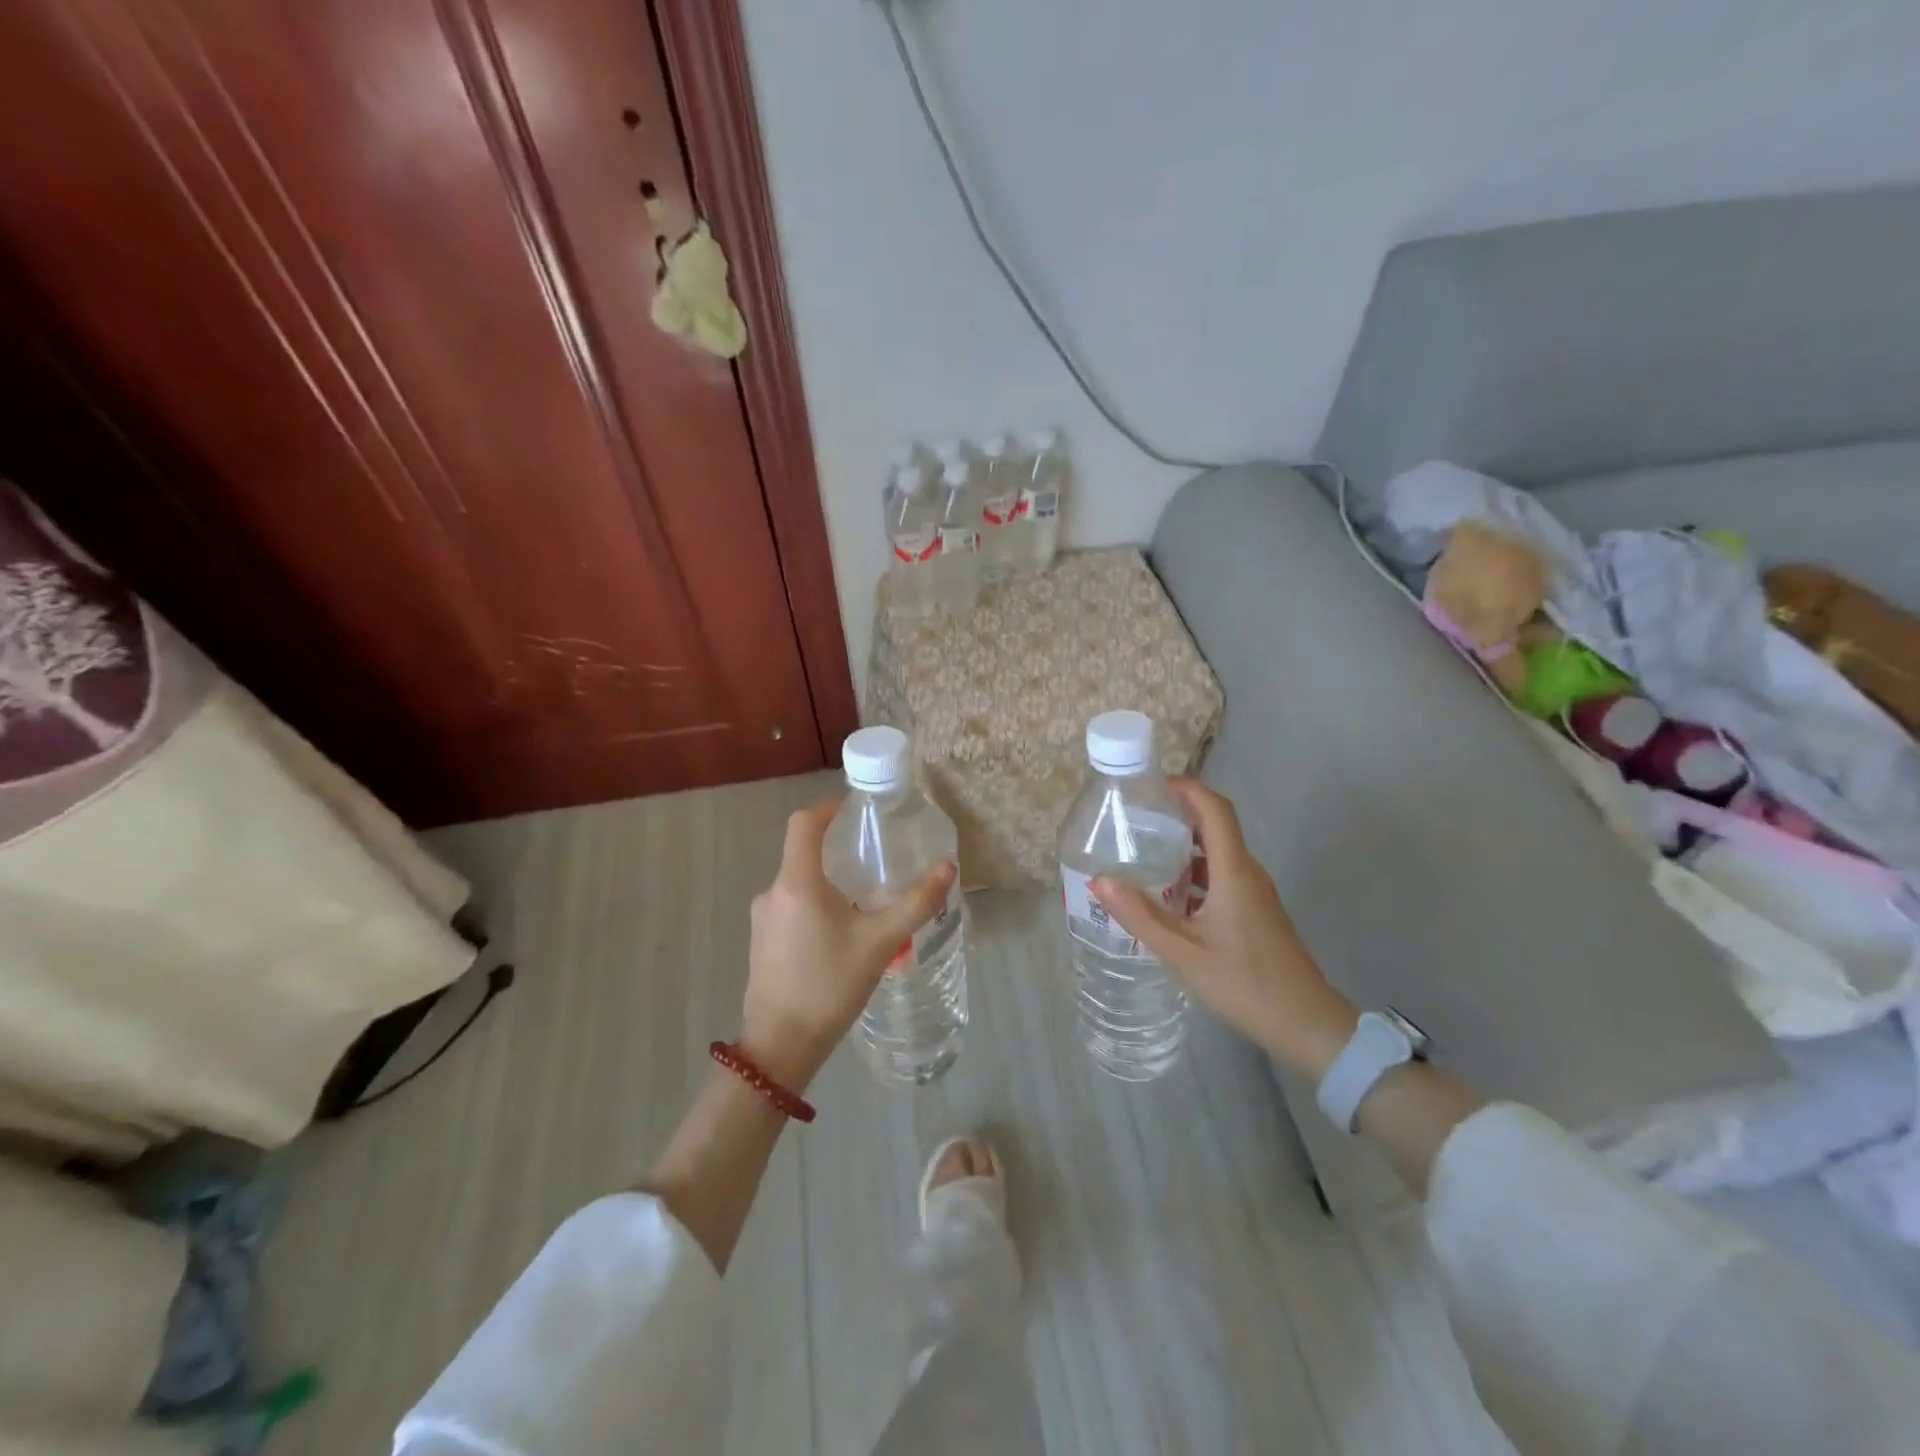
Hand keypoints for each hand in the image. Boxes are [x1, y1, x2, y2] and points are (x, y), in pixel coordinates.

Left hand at [740, 800, 956, 1090]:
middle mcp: (773, 891)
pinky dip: (816, 907)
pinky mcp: (762, 942)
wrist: (781, 1046)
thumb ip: (916, 903)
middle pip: (802, 853)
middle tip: (875, 861)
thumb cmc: (830, 985)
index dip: (828, 808)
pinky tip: (841, 935)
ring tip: (864, 903)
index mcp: (797, 882)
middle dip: (838, 852)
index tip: (855, 809)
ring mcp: (763, 918)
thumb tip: (948, 867)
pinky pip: (791, 908)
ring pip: (799, 884)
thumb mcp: (881, 942)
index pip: (803, 823)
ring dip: (829, 884)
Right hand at [1091, 779, 1356, 1079]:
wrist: (1307, 1024)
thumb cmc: (1245, 983)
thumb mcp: (1183, 952)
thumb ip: (1140, 915)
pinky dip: (1194, 874)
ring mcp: (1255, 893)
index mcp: (1234, 871)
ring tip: (1143, 852)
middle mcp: (1247, 872)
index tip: (1152, 784)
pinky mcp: (1256, 912)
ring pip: (1217, 854)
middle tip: (1135, 818)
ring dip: (1184, 846)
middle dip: (1177, 814)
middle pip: (1215, 826)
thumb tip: (1099, 881)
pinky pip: (1222, 876)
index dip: (1187, 788)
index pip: (1215, 810)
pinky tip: (1168, 895)